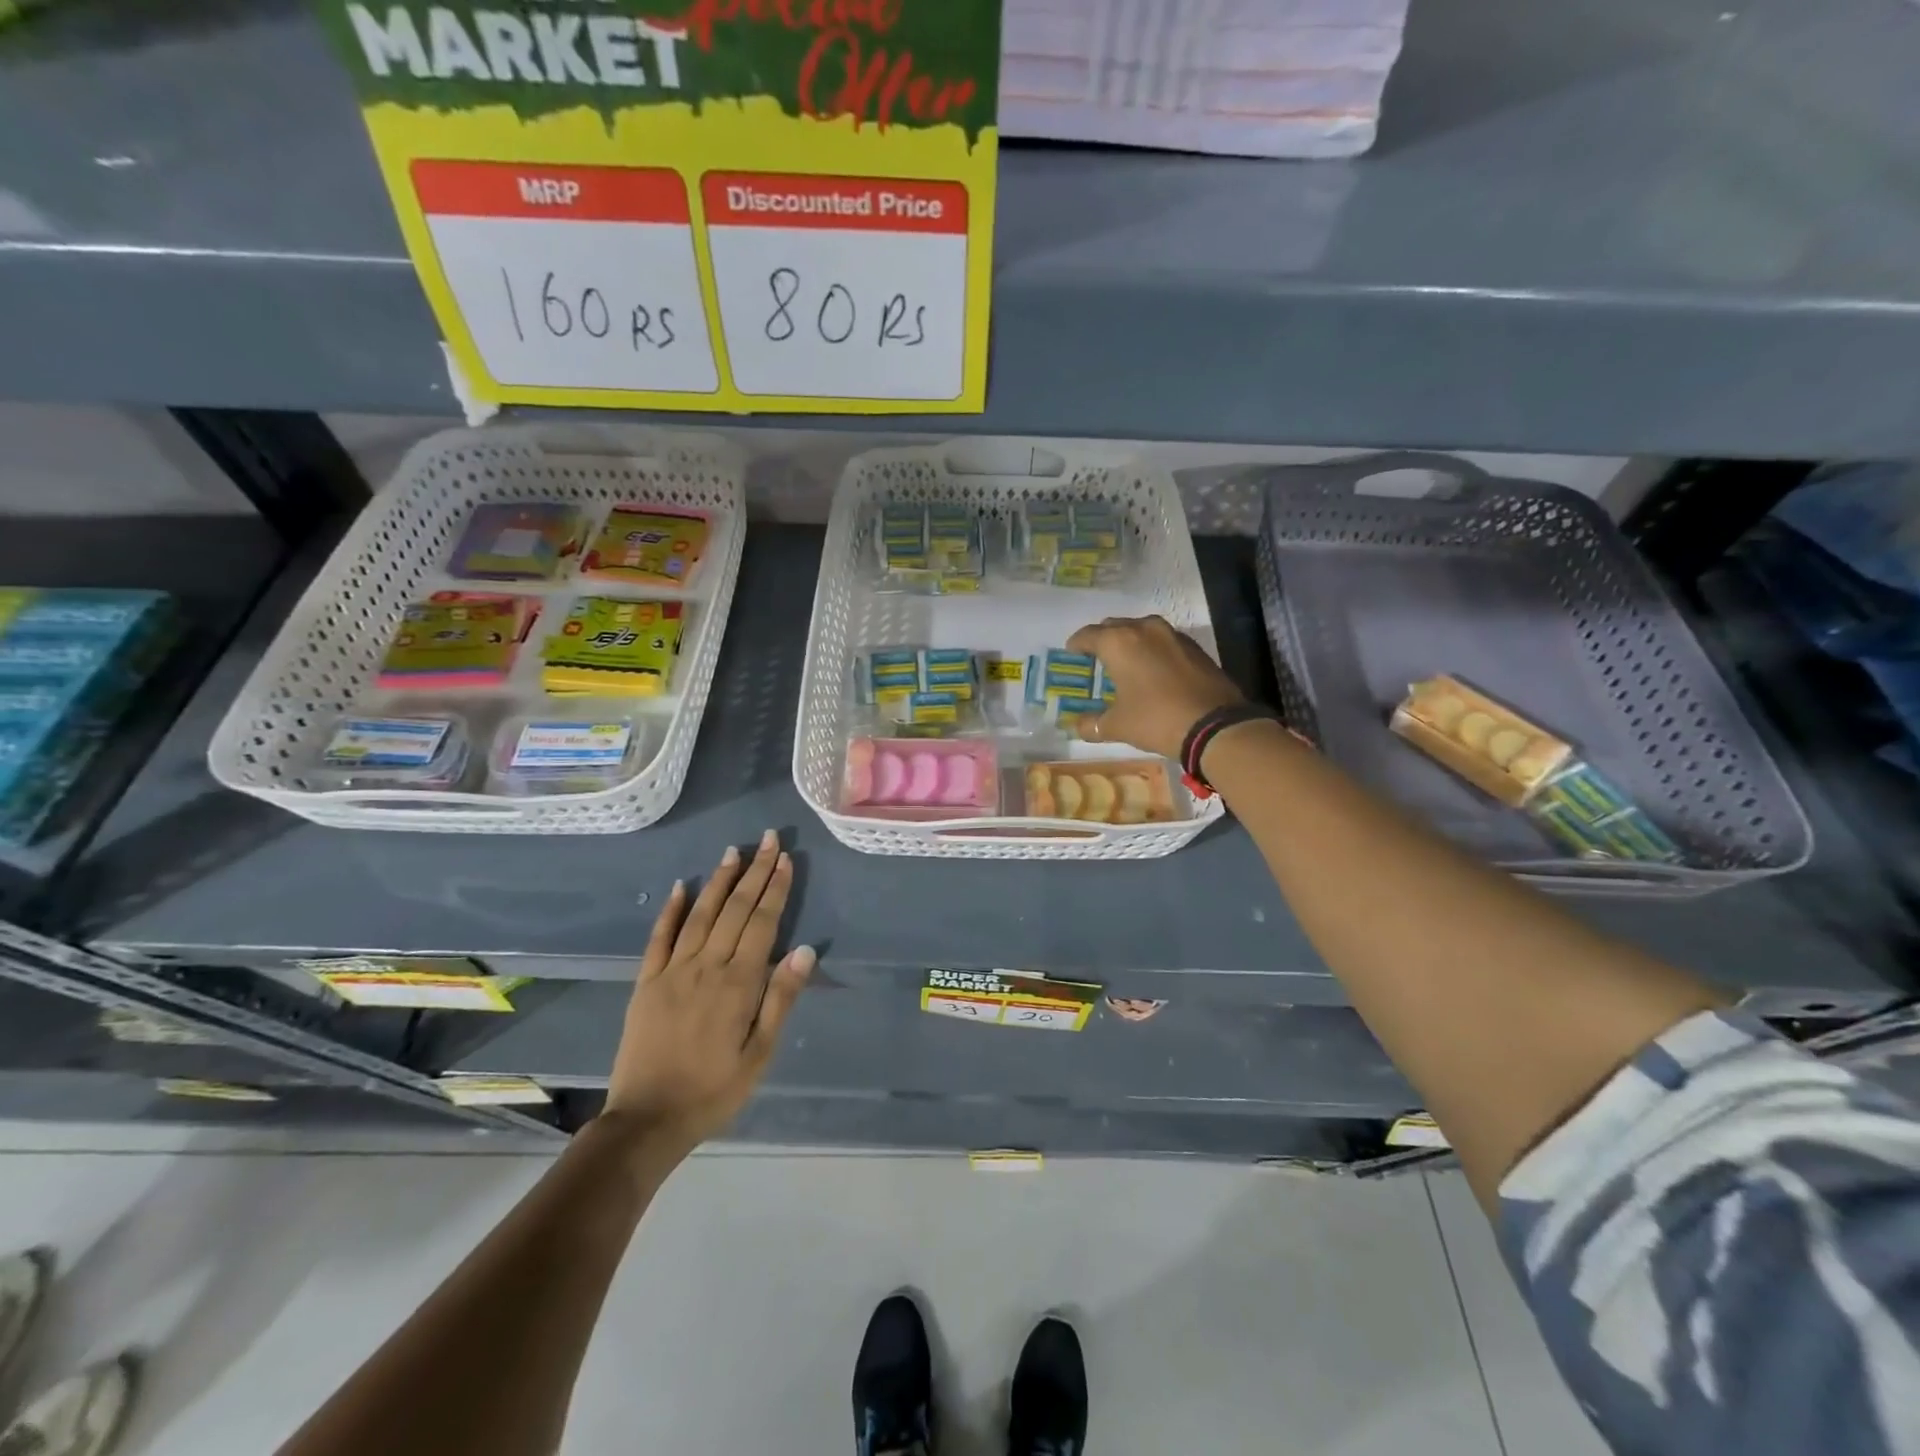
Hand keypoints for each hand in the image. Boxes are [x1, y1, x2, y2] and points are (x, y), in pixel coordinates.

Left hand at [602, 831, 813, 1158]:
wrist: (647, 1120)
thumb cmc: (714, 1090)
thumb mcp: (760, 1054)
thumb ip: (780, 999)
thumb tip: (805, 949)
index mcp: (738, 984)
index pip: (762, 923)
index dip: (775, 888)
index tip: (784, 858)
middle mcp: (706, 967)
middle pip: (735, 909)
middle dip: (753, 872)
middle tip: (766, 839)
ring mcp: (672, 971)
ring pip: (700, 915)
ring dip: (718, 881)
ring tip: (732, 852)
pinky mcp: (646, 983)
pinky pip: (659, 938)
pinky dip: (670, 910)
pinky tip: (679, 886)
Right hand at [1065, 615, 1245, 758]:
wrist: (1215, 726)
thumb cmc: (1156, 719)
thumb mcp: (1117, 726)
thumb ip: (1092, 724)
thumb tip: (1078, 726)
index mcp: (1119, 642)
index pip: (1087, 635)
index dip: (1076, 645)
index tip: (1071, 654)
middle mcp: (1144, 629)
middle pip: (1115, 627)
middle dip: (1103, 640)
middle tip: (1097, 660)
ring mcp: (1173, 635)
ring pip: (1142, 631)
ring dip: (1130, 643)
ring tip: (1126, 664)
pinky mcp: (1194, 647)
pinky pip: (1164, 642)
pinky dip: (1153, 651)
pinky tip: (1153, 672)